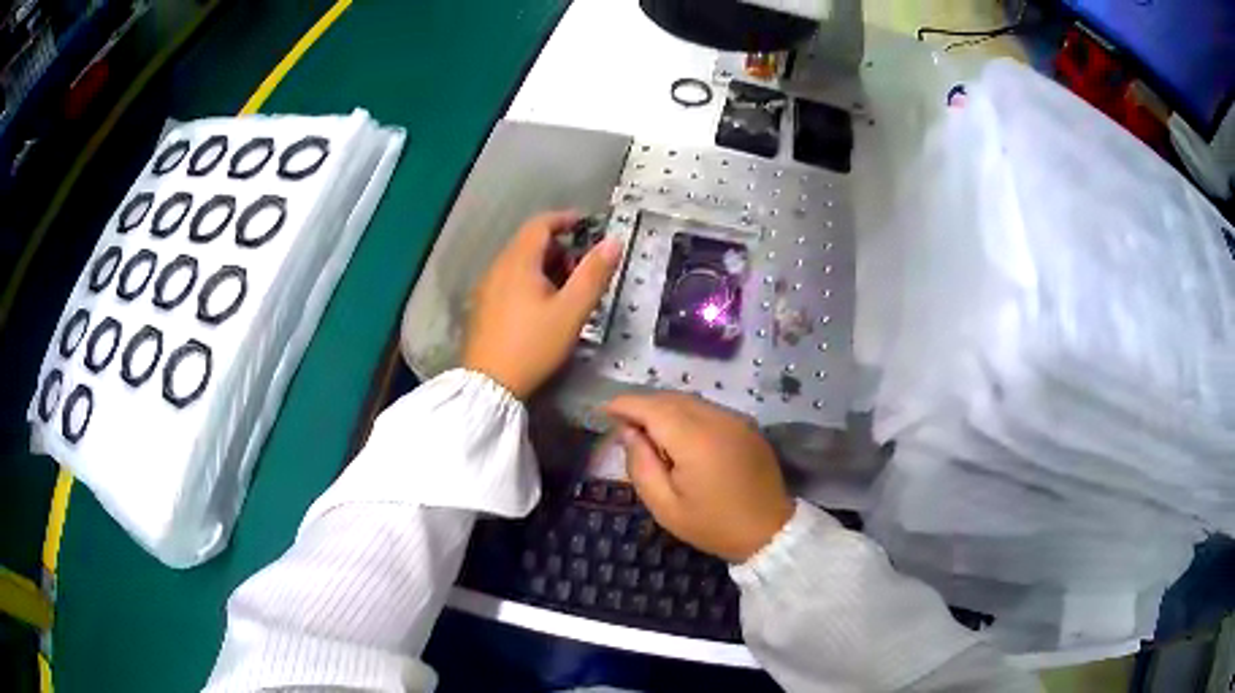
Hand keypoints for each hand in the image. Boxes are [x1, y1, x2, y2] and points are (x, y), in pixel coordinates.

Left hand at [463, 211, 621, 399]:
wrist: (489, 384)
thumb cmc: (533, 345)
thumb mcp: (571, 311)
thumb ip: (593, 274)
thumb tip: (613, 242)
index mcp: (518, 262)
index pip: (540, 224)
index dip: (565, 219)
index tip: (587, 224)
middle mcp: (498, 267)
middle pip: (529, 243)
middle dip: (560, 247)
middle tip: (584, 266)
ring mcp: (487, 287)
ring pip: (519, 263)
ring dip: (546, 266)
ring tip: (568, 289)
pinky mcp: (483, 307)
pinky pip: (510, 280)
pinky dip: (530, 280)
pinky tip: (543, 306)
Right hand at [605, 393, 793, 562]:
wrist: (768, 531)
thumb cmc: (713, 525)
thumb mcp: (665, 507)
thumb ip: (641, 466)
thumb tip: (629, 433)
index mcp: (695, 440)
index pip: (652, 408)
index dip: (625, 404)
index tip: (604, 410)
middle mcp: (717, 419)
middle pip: (671, 399)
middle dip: (643, 405)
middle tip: (622, 423)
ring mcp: (736, 419)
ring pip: (690, 401)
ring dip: (665, 408)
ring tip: (647, 429)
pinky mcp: (746, 426)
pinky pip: (708, 410)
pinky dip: (686, 414)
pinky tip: (678, 434)